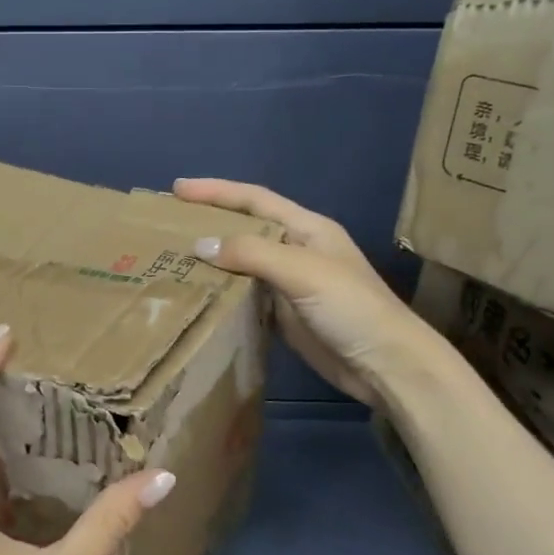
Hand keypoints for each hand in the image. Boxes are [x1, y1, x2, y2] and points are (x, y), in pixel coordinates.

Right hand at [173, 179, 446, 407]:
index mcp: (307, 228)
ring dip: (212, 257)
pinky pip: (246, 294)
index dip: (217, 191)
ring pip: (243, 261)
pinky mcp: (285, 314)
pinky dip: (222, 290)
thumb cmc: (351, 308)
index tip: (178, 189)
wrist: (386, 365)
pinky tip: (197, 292)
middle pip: (246, 227)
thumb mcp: (303, 271)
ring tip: (172, 256)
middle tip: (167, 223)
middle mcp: (297, 249)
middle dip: (210, 220)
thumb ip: (253, 254)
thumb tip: (200, 244)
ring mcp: (290, 283)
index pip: (255, 199)